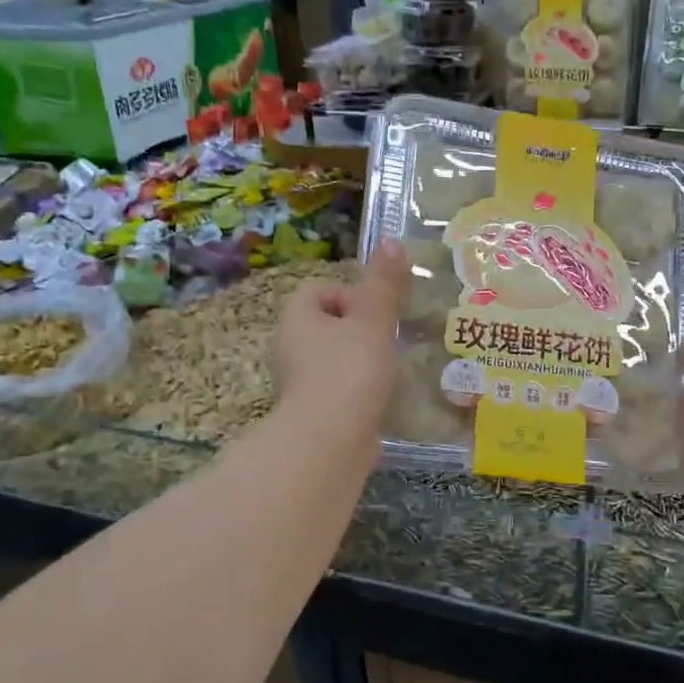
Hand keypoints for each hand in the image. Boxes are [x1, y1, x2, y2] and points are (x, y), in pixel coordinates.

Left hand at [272, 241, 408, 446]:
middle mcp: (291, 348)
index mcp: (297, 319)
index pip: (319, 291)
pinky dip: (360, 392)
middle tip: (390, 339)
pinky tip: (383, 399)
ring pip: (336, 360)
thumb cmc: (349, 370)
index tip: (376, 313)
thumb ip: (384, 283)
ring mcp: (301, 384)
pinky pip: (341, 391)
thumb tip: (391, 239)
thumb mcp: (372, 320)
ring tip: (392, 369)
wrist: (329, 443)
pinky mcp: (315, 414)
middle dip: (361, 330)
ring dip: (363, 362)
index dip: (350, 295)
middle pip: (329, 326)